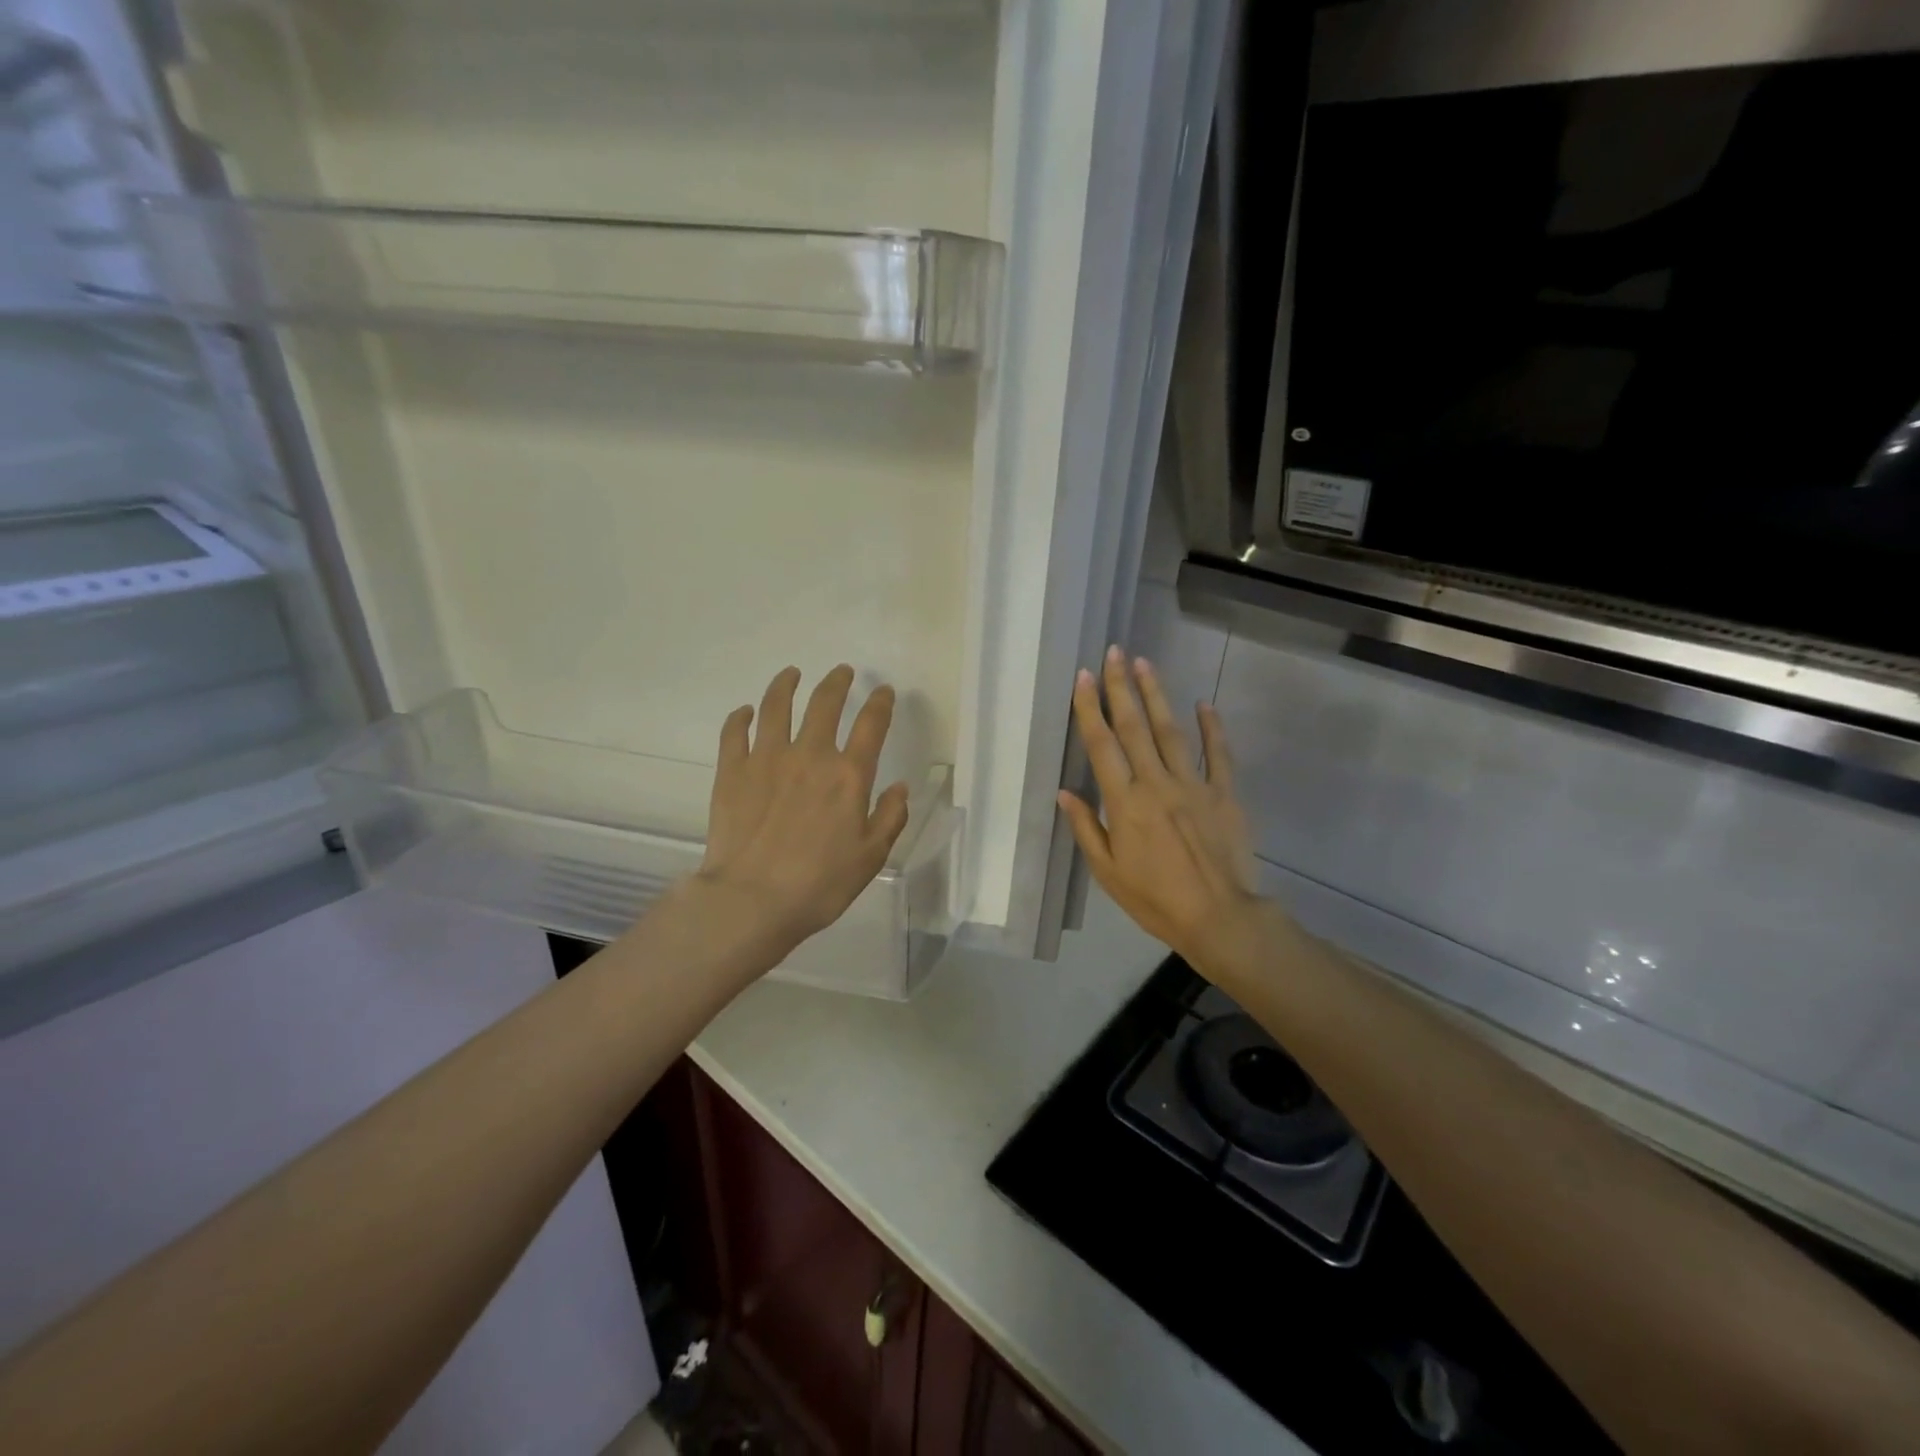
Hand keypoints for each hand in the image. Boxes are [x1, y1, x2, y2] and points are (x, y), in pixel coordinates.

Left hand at [695, 664, 910, 963]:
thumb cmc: (820, 884)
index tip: (884, 692)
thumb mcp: (871, 857)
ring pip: (776, 706)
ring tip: (791, 674)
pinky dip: (741, 717)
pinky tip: (745, 712)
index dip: (881, 703)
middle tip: (842, 672)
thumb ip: (890, 817)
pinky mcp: (733, 771)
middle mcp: (810, 755)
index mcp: (848, 775)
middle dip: (837, 682)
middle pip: (824, 703)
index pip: (871, 725)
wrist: (752, 900)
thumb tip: (899, 787)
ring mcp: (767, 759)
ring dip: (786, 685)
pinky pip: (735, 732)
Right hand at [1058, 646, 1268, 975]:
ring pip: (1172, 732)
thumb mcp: (1108, 872)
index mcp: (1125, 803)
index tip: (1083, 677)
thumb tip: (1065, 792)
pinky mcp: (1225, 795)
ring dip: (1157, 696)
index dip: (1090, 709)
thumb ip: (1086, 828)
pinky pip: (1219, 755)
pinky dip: (1213, 728)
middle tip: (1114, 653)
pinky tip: (1204, 703)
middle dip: (1121, 687)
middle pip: (1135, 727)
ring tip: (1145, 663)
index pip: (1102, 746)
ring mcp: (1194, 785)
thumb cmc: (1155, 900)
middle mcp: (1157, 783)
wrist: (1220, 918)